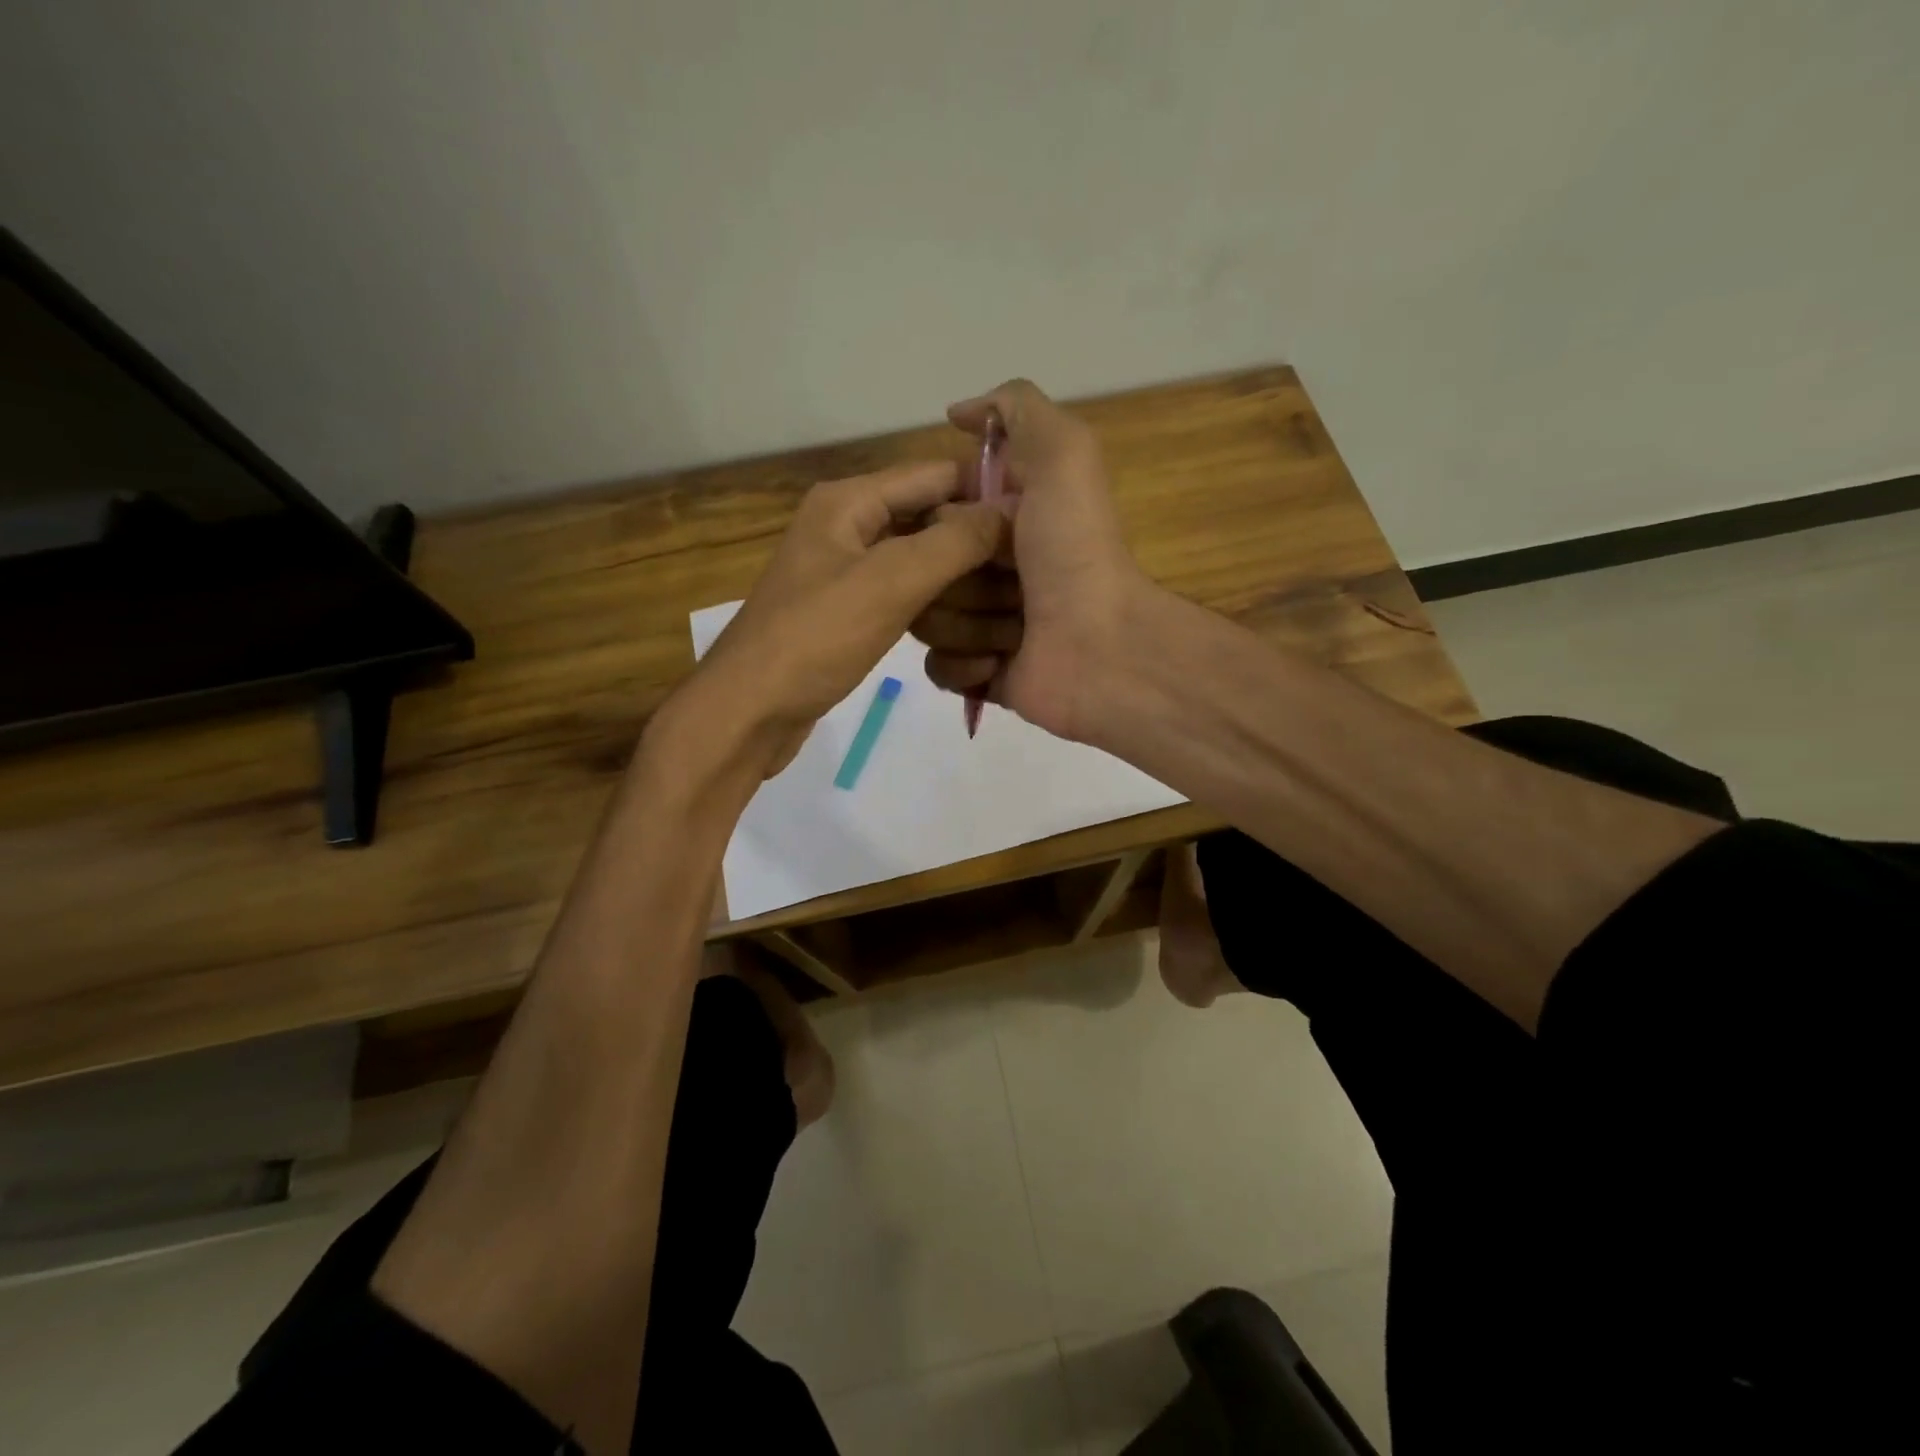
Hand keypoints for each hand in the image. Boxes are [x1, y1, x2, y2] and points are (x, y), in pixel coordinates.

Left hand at [696, 460, 1004, 773]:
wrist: (750, 712)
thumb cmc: (816, 638)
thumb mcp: (889, 582)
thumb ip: (953, 542)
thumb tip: (1009, 510)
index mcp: (848, 502)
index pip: (933, 474)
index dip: (985, 490)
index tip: (1038, 518)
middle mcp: (846, 527)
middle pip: (928, 519)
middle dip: (975, 542)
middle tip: (1028, 571)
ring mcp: (845, 573)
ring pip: (918, 563)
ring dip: (958, 581)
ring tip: (1007, 602)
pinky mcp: (847, 614)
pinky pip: (903, 598)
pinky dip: (933, 609)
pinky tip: (965, 629)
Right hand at [914, 379, 1151, 741]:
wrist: (1103, 647)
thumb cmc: (1076, 551)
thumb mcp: (1062, 454)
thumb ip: (1016, 408)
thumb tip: (958, 413)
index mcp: (1001, 520)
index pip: (931, 512)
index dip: (936, 516)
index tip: (955, 522)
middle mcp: (988, 569)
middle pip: (918, 567)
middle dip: (952, 574)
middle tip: (1003, 580)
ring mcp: (982, 624)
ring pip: (923, 618)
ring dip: (966, 622)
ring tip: (1013, 628)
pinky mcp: (979, 674)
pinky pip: (936, 665)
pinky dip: (965, 664)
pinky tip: (1001, 661)